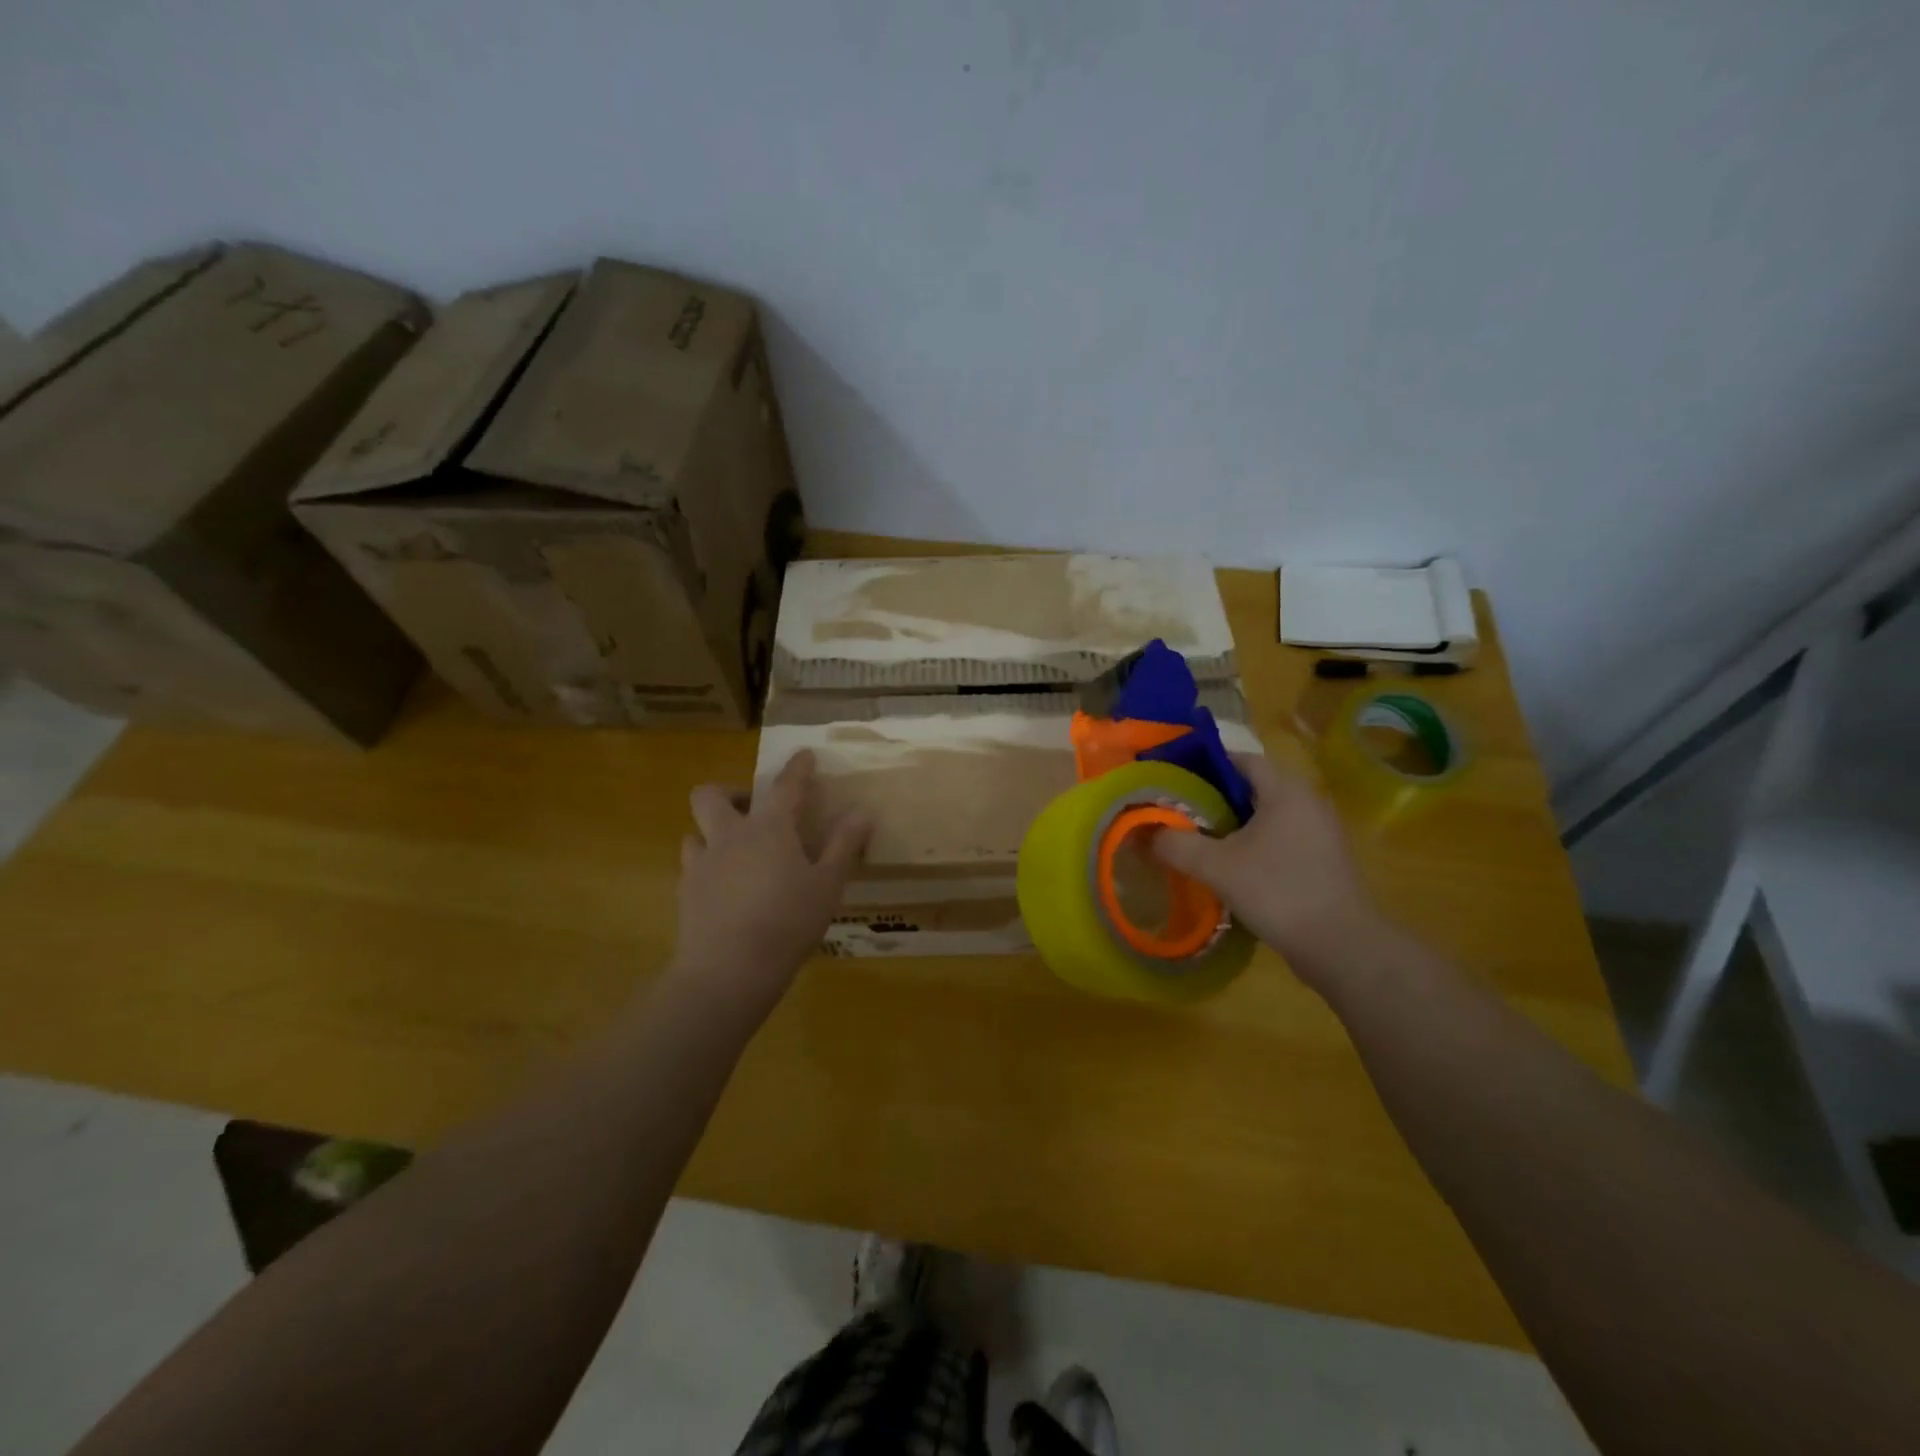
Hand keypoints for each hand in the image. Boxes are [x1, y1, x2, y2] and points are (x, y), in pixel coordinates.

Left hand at [673, 750, 870, 1019]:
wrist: (728, 970)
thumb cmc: (788, 922)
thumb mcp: (828, 885)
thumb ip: (844, 846)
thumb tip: (862, 812)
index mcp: (768, 828)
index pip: (786, 786)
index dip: (797, 768)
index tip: (804, 755)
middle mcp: (729, 836)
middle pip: (711, 795)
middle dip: (730, 793)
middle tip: (753, 810)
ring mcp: (701, 864)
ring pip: (694, 831)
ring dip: (712, 832)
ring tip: (735, 852)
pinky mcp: (685, 894)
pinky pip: (690, 867)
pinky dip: (706, 868)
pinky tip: (722, 889)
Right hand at [1150, 753, 1378, 982]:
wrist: (1340, 945)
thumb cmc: (1277, 890)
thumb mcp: (1215, 866)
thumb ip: (1176, 844)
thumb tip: (1146, 833)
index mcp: (1286, 791)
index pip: (1242, 759)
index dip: (1207, 763)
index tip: (1177, 777)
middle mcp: (1309, 802)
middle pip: (1255, 787)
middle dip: (1217, 796)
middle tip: (1182, 810)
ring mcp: (1322, 832)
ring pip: (1269, 815)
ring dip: (1237, 823)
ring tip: (1202, 839)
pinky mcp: (1325, 860)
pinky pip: (1283, 838)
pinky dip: (1256, 844)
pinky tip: (1234, 867)